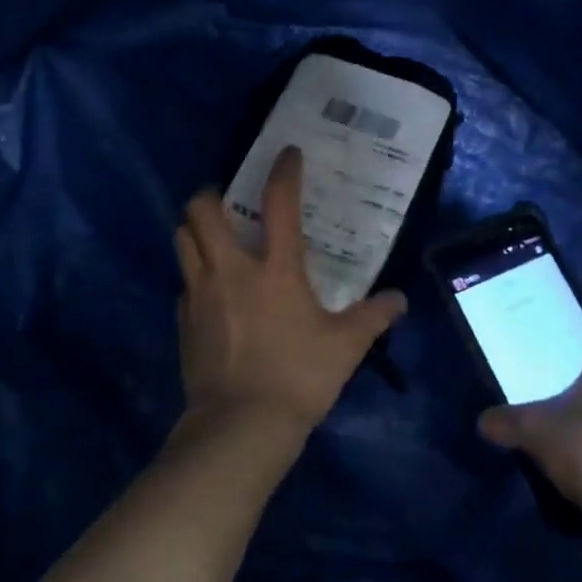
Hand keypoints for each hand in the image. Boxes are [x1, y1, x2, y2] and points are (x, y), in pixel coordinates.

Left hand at [174, 147, 406, 439]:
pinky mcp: (182, 320)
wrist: (240, 426)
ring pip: (182, 240)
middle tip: (227, 201)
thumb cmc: (298, 377)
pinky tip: (211, 292)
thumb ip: (373, 317)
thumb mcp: (345, 347)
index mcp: (275, 269)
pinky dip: (194, 275)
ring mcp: (199, 294)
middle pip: (200, 211)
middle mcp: (230, 270)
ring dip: (195, 230)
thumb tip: (400, 300)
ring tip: (214, 238)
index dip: (284, 172)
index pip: (279, 204)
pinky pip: (183, 282)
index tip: (287, 154)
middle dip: (209, 195)